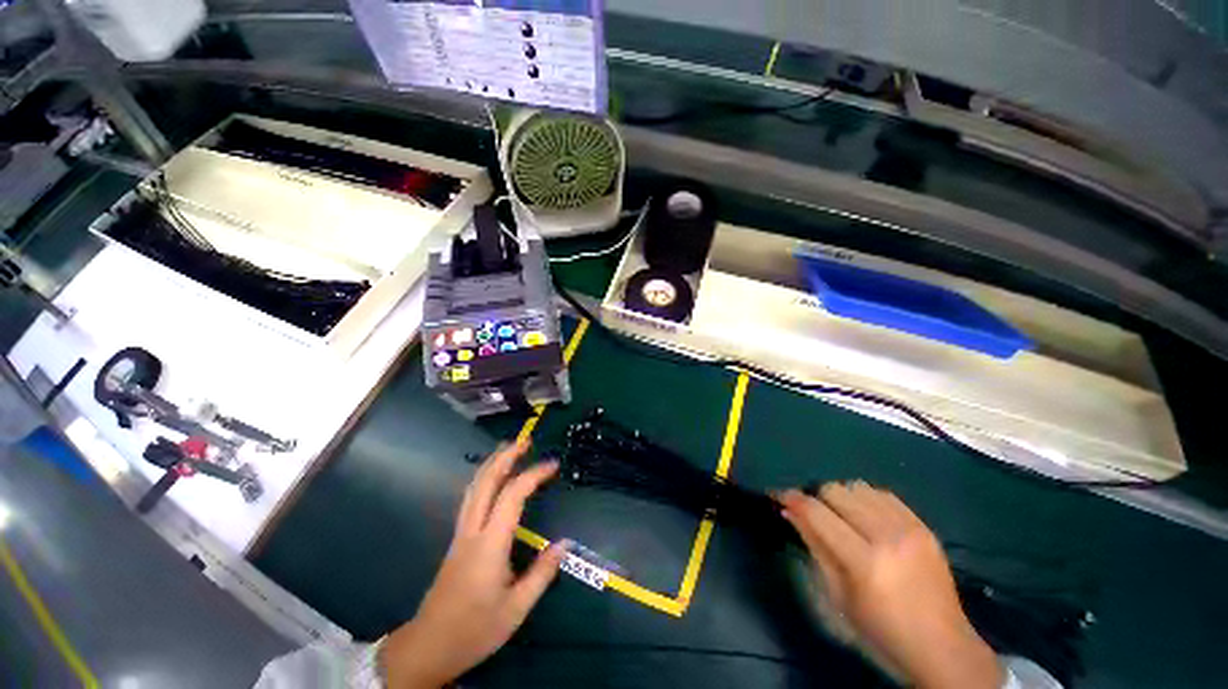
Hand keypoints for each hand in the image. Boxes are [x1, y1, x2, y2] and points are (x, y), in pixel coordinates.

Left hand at [380, 440, 566, 687]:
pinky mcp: (457, 540)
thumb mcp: (516, 609)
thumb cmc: (475, 629)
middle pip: (486, 481)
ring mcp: (461, 533)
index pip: (512, 495)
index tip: (553, 465)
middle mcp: (472, 530)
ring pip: (474, 487)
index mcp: (490, 544)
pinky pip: (470, 498)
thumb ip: (542, 573)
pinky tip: (491, 478)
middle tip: (525, 440)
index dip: (533, 475)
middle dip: (505, 456)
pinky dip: (483, 478)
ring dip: (492, 463)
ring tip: (508, 448)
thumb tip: (565, 543)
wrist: (428, 647)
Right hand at [780, 482, 1001, 688]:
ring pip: (857, 486)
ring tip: (841, 517)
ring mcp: (909, 528)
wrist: (942, 647)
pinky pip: (882, 493)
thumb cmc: (880, 631)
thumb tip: (789, 511)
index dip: (792, 499)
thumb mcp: (837, 596)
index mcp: (864, 562)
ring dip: (841, 497)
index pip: (817, 513)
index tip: (778, 495)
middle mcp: (887, 537)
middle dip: (817, 497)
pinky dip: (865, 499)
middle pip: (836, 490)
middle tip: (814, 515)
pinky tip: (865, 517)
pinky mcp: (923, 525)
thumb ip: (814, 547)